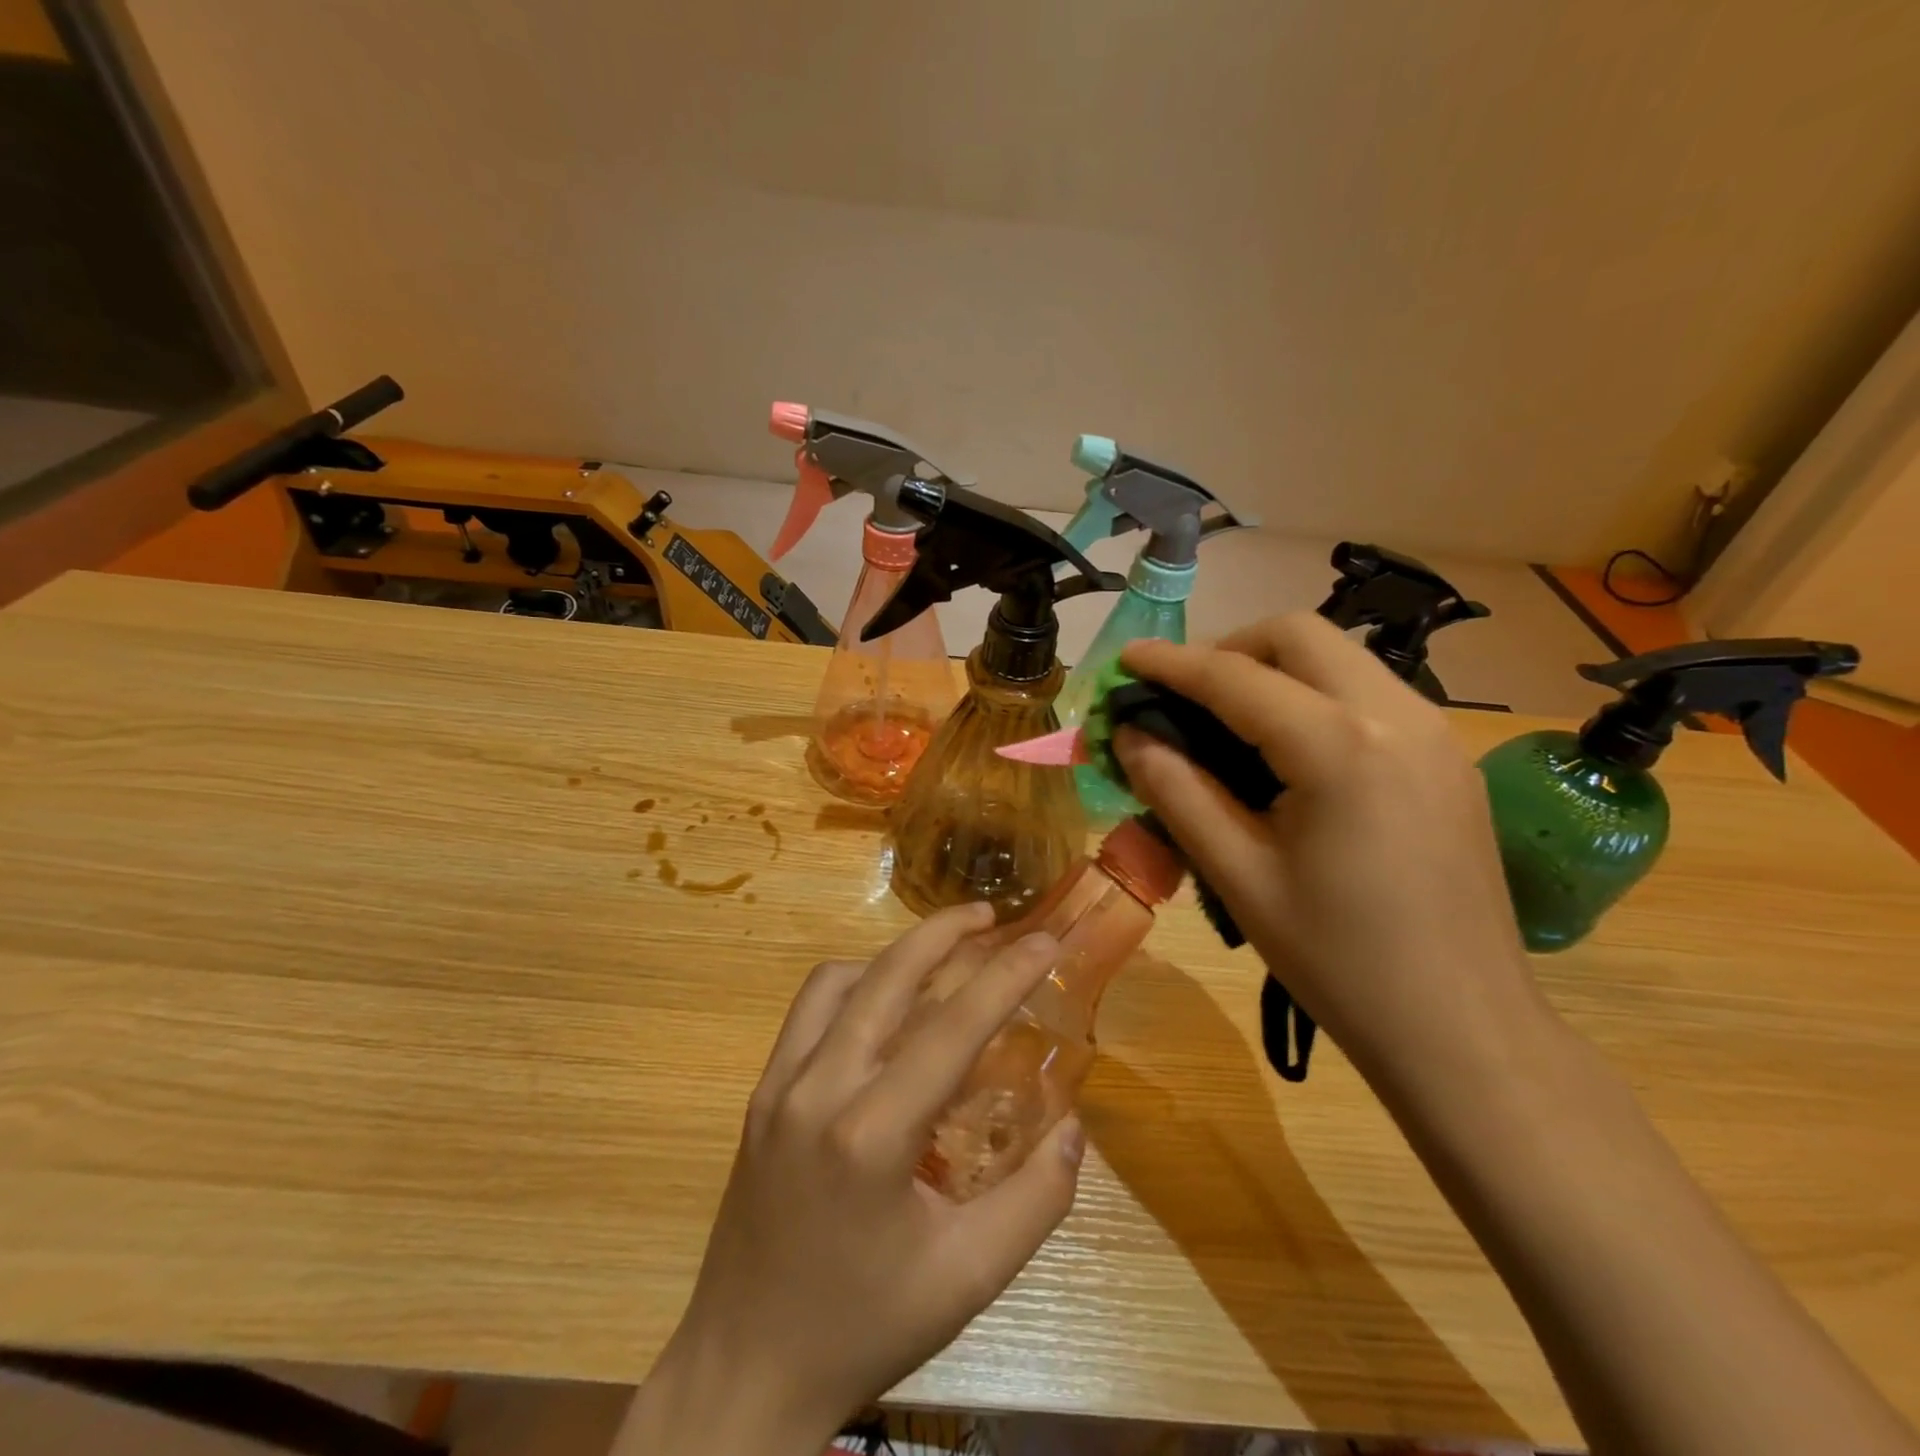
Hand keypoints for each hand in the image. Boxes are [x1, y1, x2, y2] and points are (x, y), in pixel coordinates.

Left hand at [621, 904, 1084, 1455]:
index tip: (1045, 938)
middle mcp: (818, 1089)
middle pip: (887, 977)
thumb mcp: (970, 1278)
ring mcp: (778, 1085)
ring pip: (838, 981)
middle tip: (990, 916)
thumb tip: (1074, 1126)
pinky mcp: (759, 1094)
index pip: (953, 1027)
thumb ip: (1036, 1199)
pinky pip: (808, 1012)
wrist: (744, 1369)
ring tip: (939, 959)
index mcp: (872, 1135)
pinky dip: (852, 986)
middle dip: (943, 931)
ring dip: (893, 956)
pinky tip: (882, 1009)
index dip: (1006, 974)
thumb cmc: (865, 1326)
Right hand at [1116, 615, 1547, 1090]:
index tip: (1125, 658)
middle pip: (1299, 635)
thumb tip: (1129, 735)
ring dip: (1273, 668)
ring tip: (1226, 720)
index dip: (1171, 663)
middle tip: (1181, 695)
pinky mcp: (1448, 756)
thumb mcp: (1238, 875)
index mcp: (1339, 746)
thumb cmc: (1338, 960)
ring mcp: (1435, 731)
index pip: (1235, 677)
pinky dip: (1313, 694)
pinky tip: (1288, 749)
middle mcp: (1397, 714)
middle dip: (1229, 649)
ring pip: (1340, 656)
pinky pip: (1368, 692)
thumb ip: (1175, 790)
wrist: (1463, 1030)